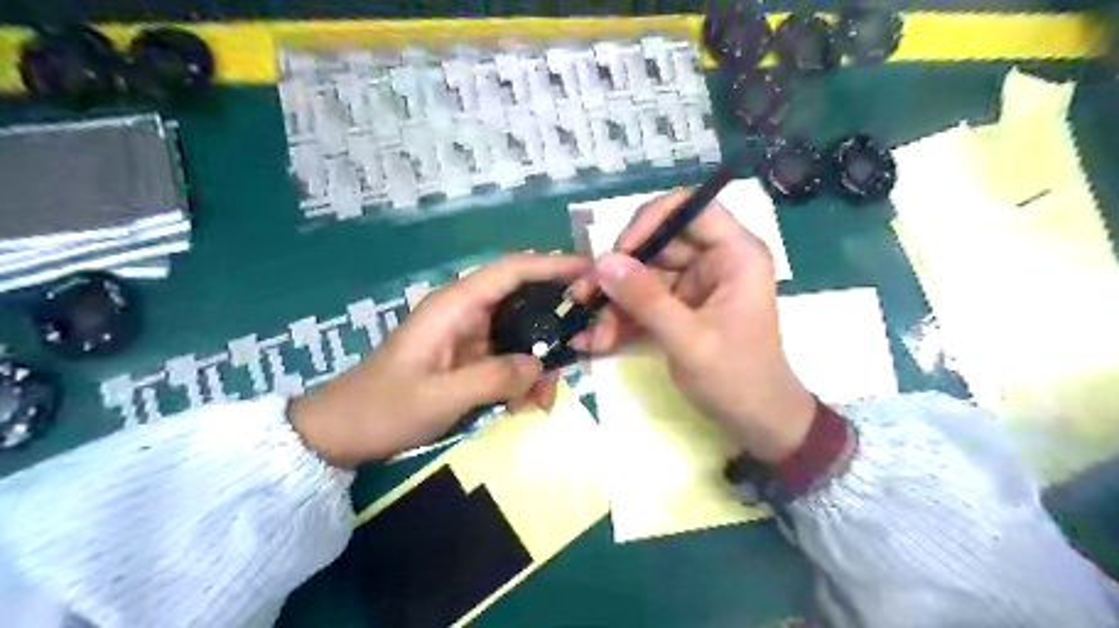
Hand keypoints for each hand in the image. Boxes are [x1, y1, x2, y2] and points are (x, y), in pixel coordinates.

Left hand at [287, 253, 589, 466]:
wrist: (342, 432)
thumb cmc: (383, 408)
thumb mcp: (440, 397)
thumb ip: (493, 378)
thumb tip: (541, 366)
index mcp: (454, 306)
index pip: (511, 270)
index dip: (552, 264)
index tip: (591, 271)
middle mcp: (466, 313)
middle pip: (524, 302)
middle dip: (554, 327)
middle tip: (579, 354)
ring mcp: (469, 337)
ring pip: (521, 335)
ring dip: (539, 364)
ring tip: (541, 400)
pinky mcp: (469, 359)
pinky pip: (509, 359)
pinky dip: (523, 379)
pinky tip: (523, 405)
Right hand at [577, 191, 814, 459]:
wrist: (757, 424)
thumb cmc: (738, 380)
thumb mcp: (690, 341)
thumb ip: (646, 300)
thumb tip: (602, 262)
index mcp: (735, 254)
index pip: (691, 208)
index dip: (650, 221)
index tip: (617, 253)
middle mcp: (714, 260)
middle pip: (657, 243)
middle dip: (619, 273)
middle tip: (585, 298)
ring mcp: (695, 284)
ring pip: (643, 274)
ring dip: (614, 303)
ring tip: (592, 334)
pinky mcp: (679, 307)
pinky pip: (643, 300)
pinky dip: (620, 318)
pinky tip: (595, 339)